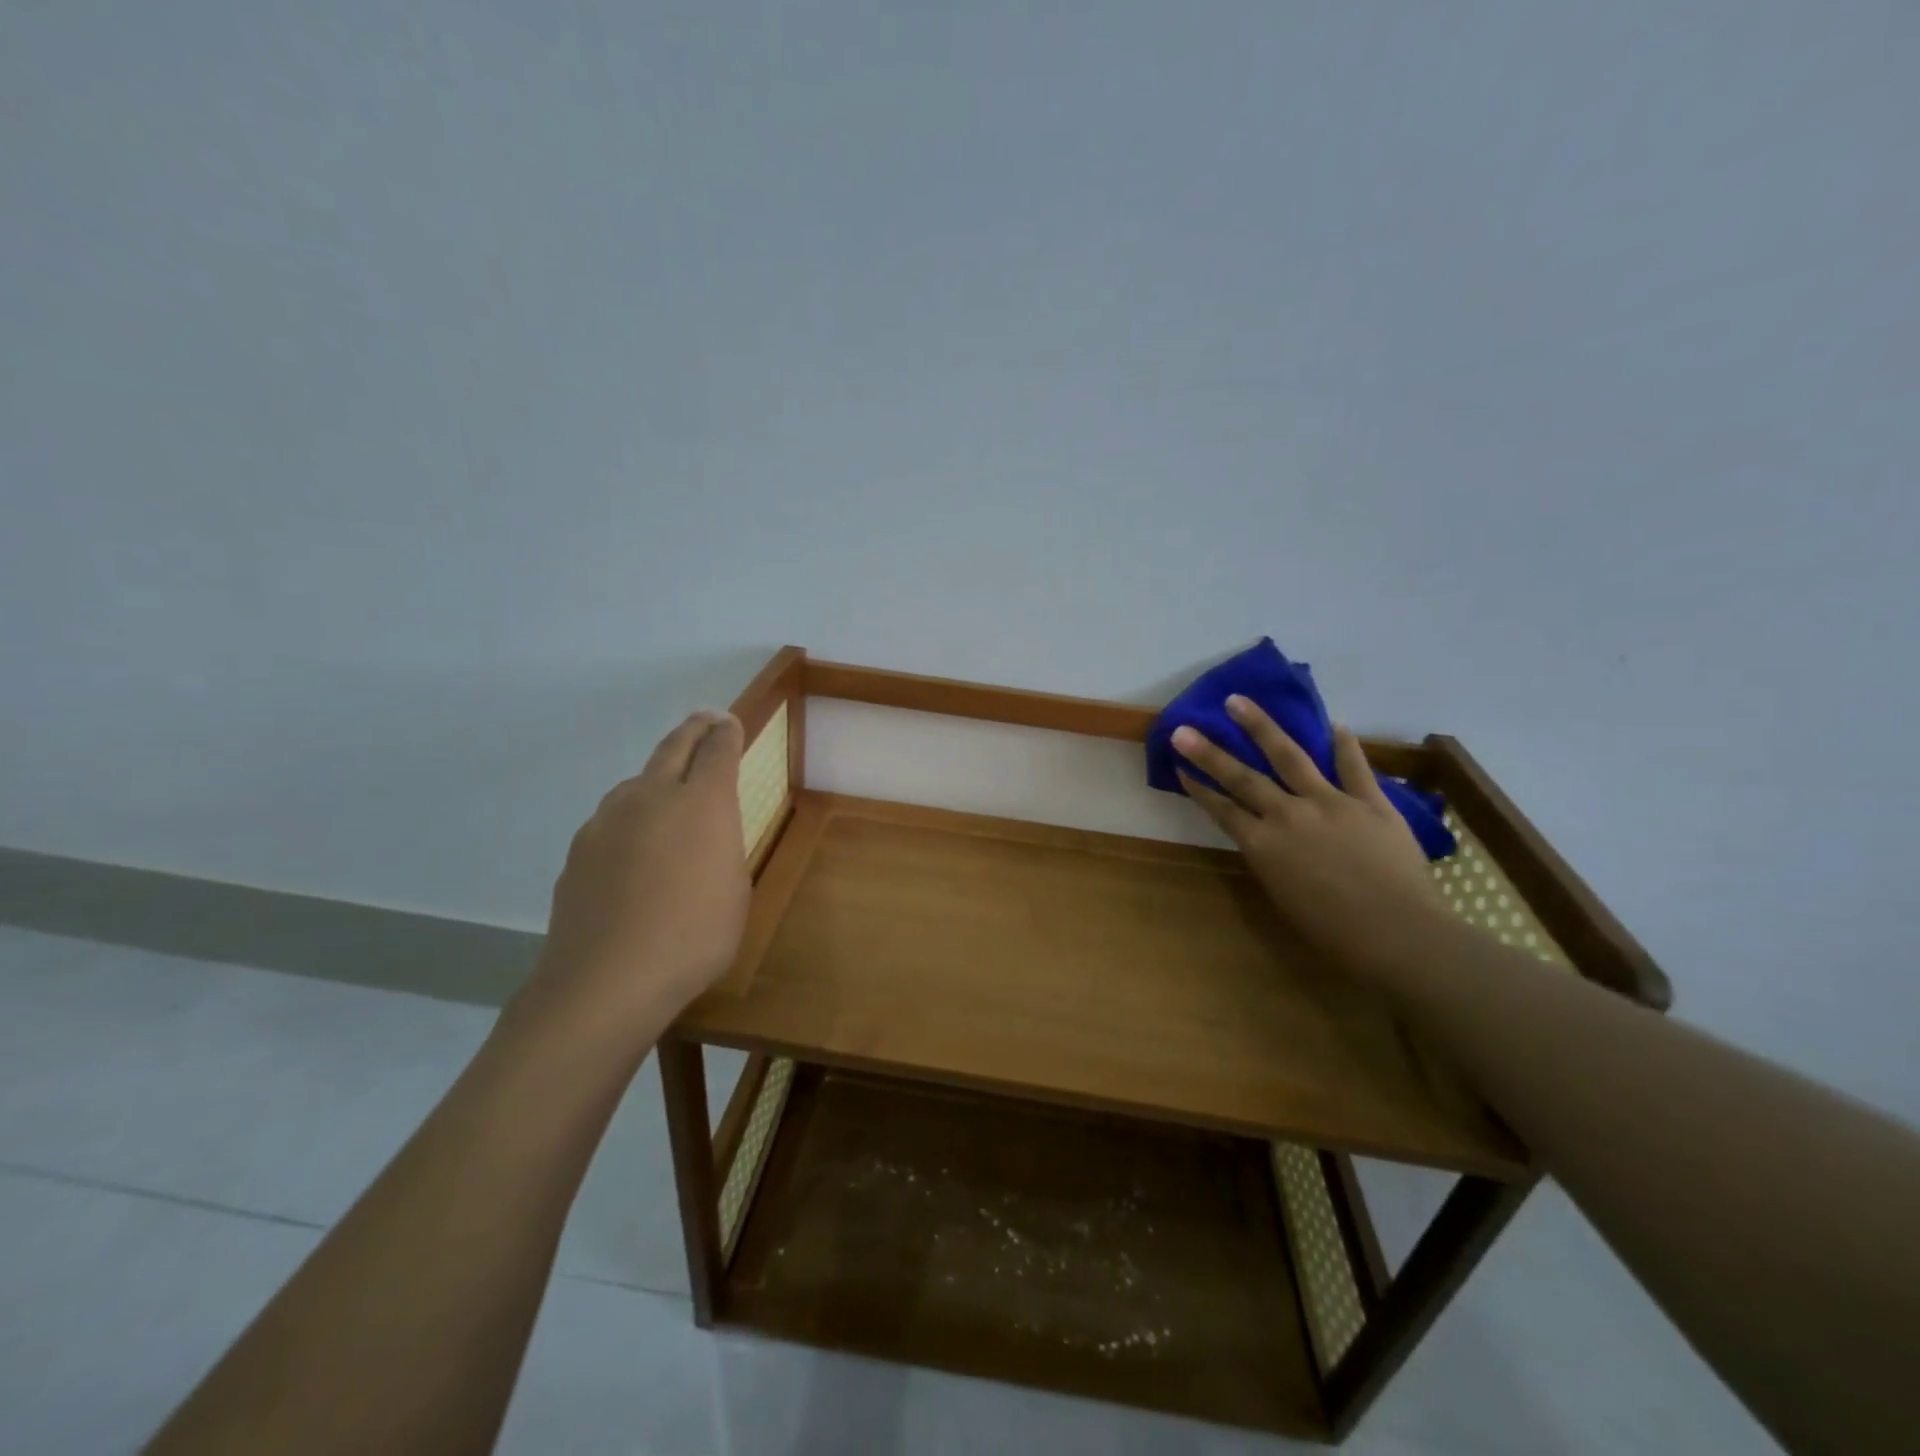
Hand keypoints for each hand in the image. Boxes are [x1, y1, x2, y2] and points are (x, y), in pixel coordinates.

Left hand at [525, 710, 750, 1038]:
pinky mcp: (579, 850)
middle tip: (705, 721)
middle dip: (694, 731)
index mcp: (701, 803)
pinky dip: (629, 820)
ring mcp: (607, 821)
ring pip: (636, 783)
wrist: (606, 980)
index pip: (717, 750)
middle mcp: (651, 797)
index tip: (729, 722)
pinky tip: (632, 852)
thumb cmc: (694, 937)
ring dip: (656, 778)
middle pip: (673, 748)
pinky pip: (612, 820)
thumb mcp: (734, 891)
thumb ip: (721, 848)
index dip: (726, 733)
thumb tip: (704, 835)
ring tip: (667, 794)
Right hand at [1173, 695, 1446, 978]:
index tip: (1179, 763)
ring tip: (1238, 701)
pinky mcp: (1370, 802)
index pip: (1222, 809)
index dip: (1198, 786)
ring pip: (1289, 756)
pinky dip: (1345, 746)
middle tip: (1184, 727)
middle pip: (1242, 777)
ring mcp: (1330, 803)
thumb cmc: (1334, 934)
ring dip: (1261, 727)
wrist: (1398, 935)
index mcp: (1263, 846)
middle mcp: (1288, 815)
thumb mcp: (1284, 898)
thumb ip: (1272, 861)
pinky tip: (1336, 724)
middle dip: (1209, 752)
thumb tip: (1269, 840)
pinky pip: (1354, 768)